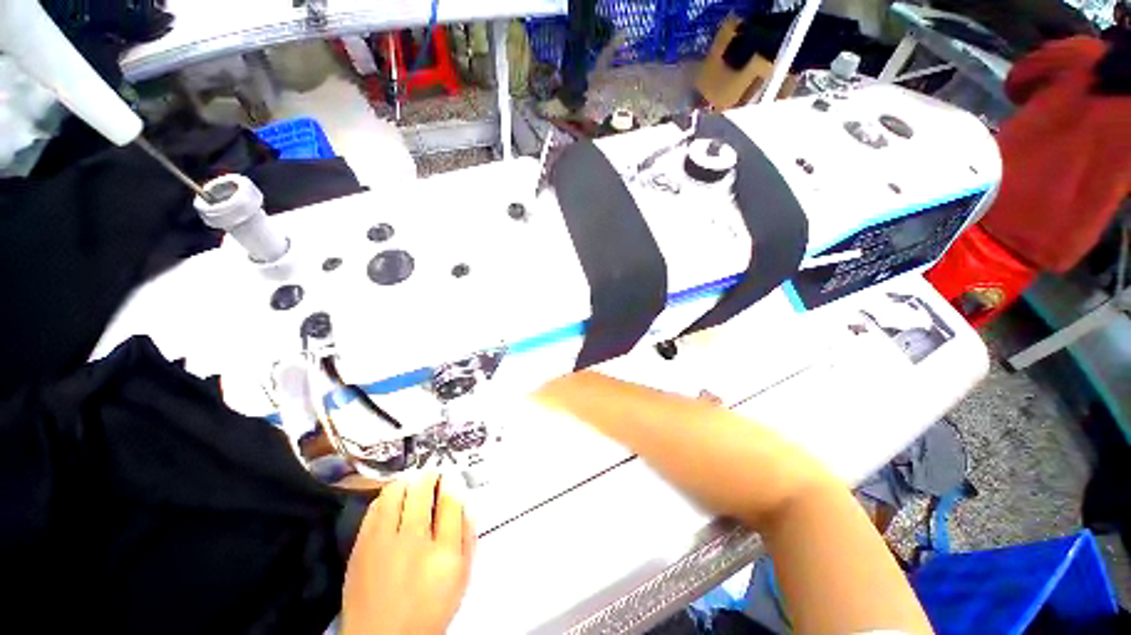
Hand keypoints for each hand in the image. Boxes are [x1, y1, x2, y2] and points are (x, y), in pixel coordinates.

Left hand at [342, 473, 475, 634]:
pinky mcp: (361, 546)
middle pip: (422, 488)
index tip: (451, 479)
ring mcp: (383, 542)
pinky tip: (393, 501)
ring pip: (395, 490)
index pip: (451, 500)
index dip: (452, 482)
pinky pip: (375, 506)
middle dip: (430, 476)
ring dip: (408, 481)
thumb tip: (466, 504)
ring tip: (414, 485)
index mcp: (444, 552)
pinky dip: (387, 496)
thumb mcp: (461, 577)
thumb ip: (468, 537)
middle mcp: (413, 541)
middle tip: (434, 478)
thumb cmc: (428, 609)